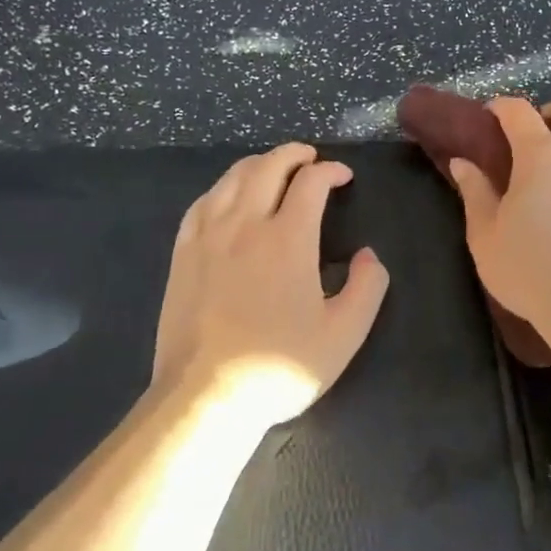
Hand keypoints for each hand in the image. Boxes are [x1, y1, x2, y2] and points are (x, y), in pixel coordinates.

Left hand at [151, 143, 389, 429]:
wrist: (206, 396)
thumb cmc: (280, 366)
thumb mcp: (344, 333)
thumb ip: (367, 287)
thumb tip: (368, 254)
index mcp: (288, 238)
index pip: (310, 182)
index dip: (330, 171)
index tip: (343, 177)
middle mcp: (245, 224)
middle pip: (267, 167)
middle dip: (293, 154)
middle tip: (310, 158)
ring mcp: (207, 237)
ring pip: (231, 179)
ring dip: (258, 164)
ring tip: (273, 168)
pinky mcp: (182, 254)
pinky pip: (202, 203)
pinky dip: (222, 188)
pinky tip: (227, 196)